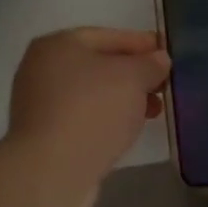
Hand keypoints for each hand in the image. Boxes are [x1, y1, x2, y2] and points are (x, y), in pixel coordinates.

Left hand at [7, 28, 170, 186]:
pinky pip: (83, 117)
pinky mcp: (45, 135)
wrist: (51, 171)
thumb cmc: (92, 110)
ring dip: (123, 99)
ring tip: (154, 111)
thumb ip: (149, 64)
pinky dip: (107, 118)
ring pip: (92, 93)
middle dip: (133, 74)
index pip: (107, 36)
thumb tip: (159, 59)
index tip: (167, 54)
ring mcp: (40, 103)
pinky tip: (128, 130)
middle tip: (164, 85)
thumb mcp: (131, 78)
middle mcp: (42, 68)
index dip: (141, 43)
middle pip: (98, 64)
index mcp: (57, 44)